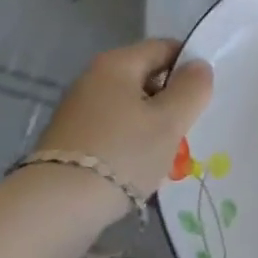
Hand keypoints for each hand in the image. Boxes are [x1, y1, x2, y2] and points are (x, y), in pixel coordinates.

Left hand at [36, 40, 212, 213]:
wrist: (54, 209)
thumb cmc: (121, 154)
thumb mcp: (169, 121)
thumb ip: (192, 89)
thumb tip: (199, 66)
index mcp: (117, 63)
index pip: (164, 47)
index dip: (189, 67)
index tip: (204, 97)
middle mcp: (93, 78)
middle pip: (146, 78)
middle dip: (170, 103)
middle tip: (187, 132)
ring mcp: (77, 110)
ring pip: (129, 109)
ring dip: (151, 128)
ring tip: (166, 158)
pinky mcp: (69, 141)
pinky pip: (111, 132)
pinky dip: (128, 145)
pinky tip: (137, 172)